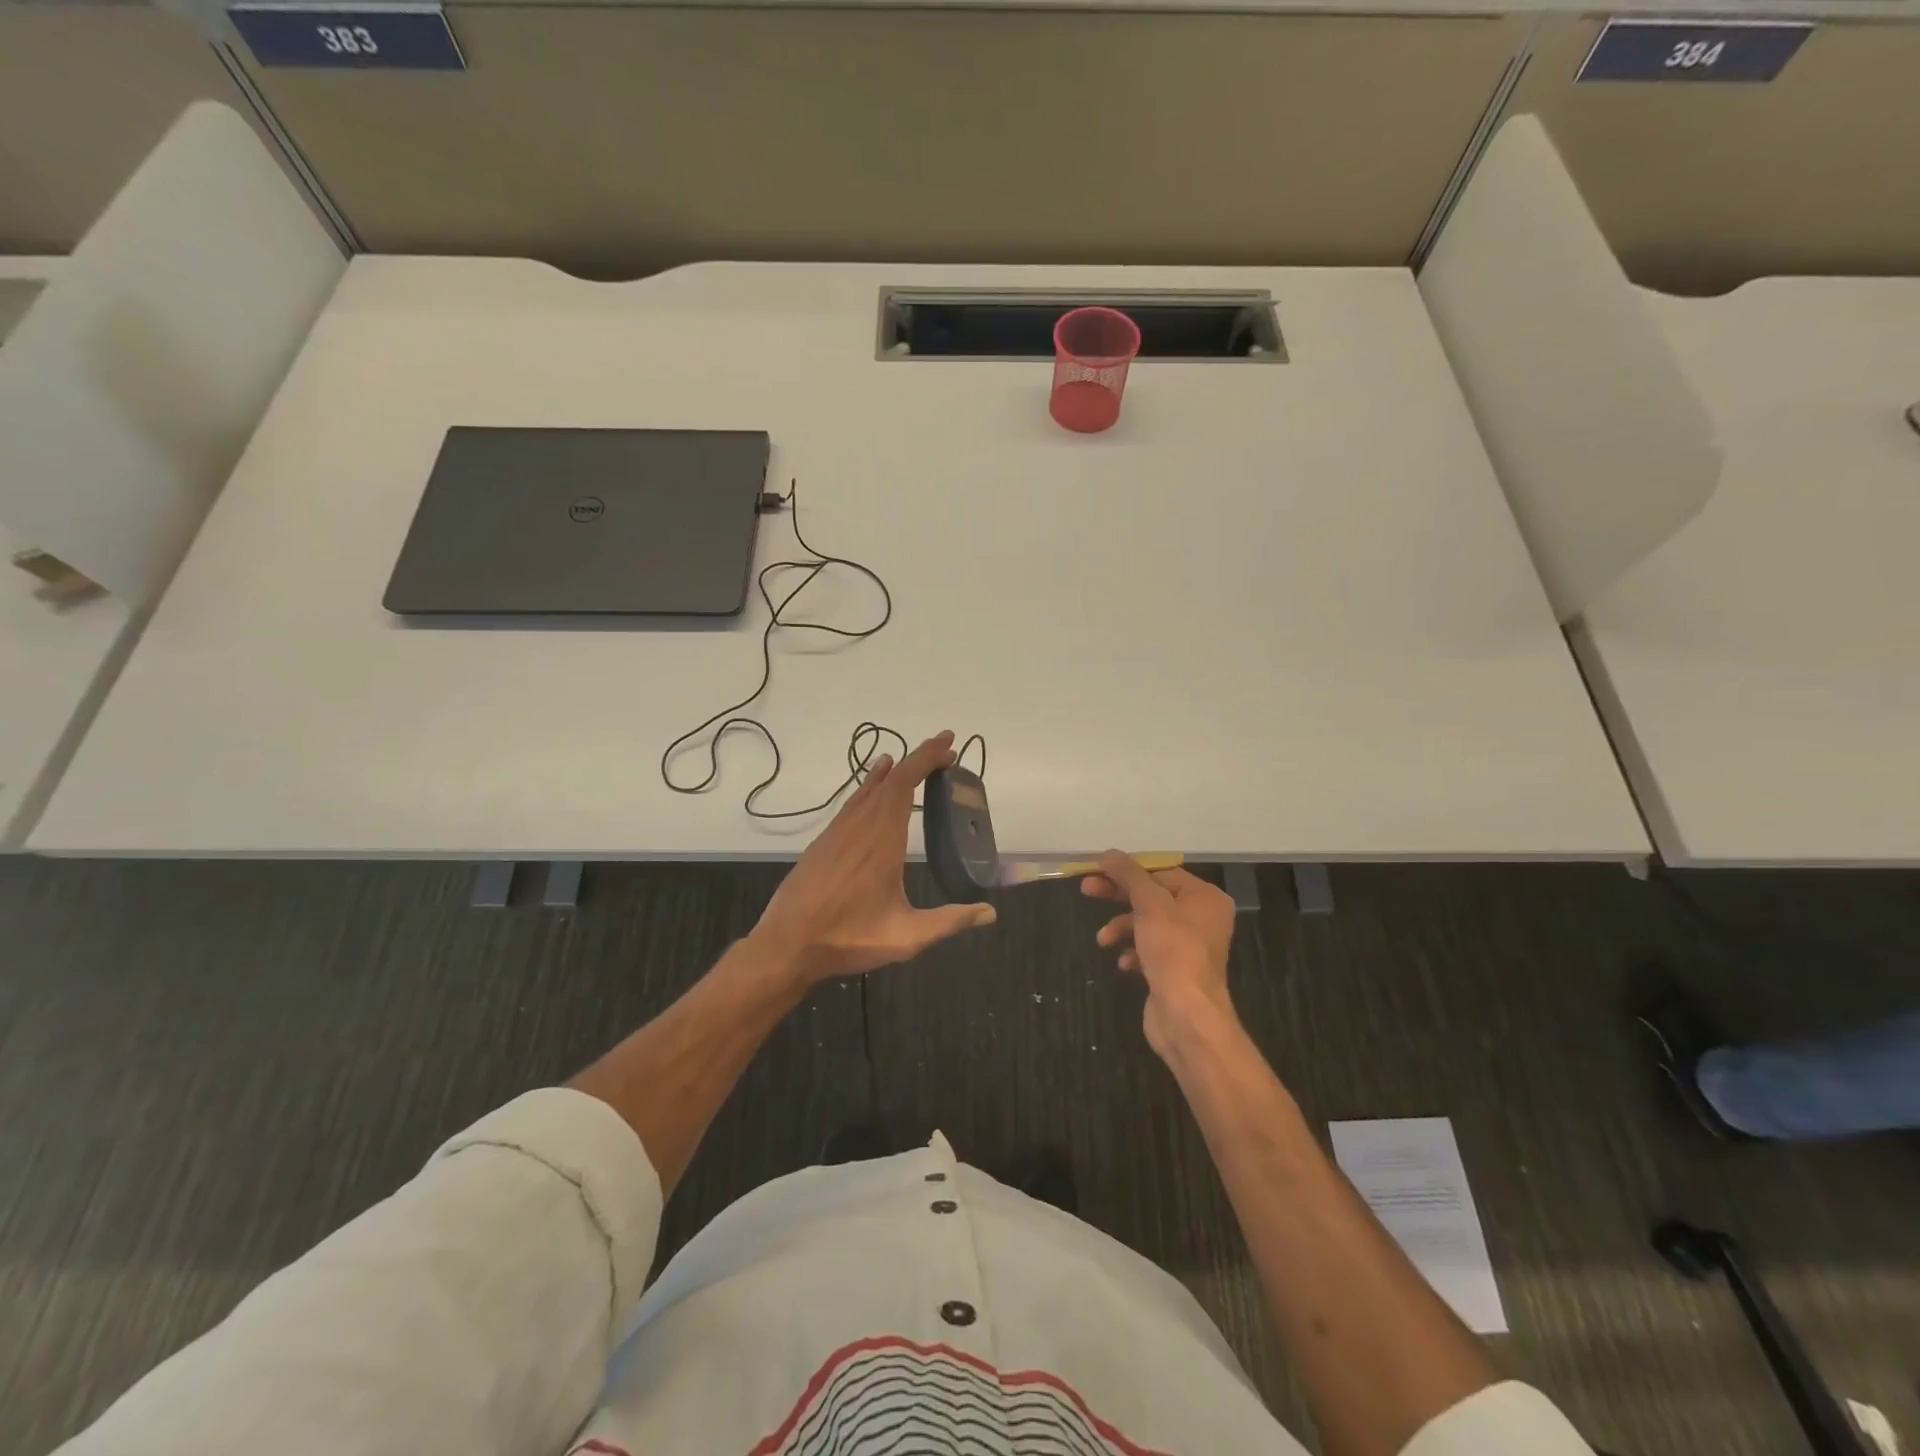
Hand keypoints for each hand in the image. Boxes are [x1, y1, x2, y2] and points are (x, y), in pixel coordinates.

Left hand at [753, 730, 997, 982]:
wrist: (786, 944)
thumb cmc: (849, 938)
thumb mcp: (906, 936)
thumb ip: (949, 921)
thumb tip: (990, 912)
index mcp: (882, 839)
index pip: (904, 783)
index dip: (926, 758)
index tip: (948, 745)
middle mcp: (859, 825)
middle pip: (890, 778)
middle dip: (918, 759)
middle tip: (945, 751)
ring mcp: (838, 831)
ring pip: (869, 787)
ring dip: (895, 771)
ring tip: (916, 762)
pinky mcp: (825, 841)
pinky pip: (853, 801)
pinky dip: (871, 785)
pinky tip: (874, 785)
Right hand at [1083, 852, 1237, 1057]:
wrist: (1187, 1016)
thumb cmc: (1173, 951)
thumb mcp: (1149, 905)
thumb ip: (1128, 875)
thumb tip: (1108, 853)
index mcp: (1205, 898)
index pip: (1161, 872)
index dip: (1128, 870)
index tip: (1097, 870)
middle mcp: (1201, 918)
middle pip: (1152, 896)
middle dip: (1118, 896)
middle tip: (1086, 890)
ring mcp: (1189, 946)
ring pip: (1147, 924)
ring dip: (1121, 927)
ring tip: (1103, 940)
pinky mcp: (1176, 970)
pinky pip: (1149, 950)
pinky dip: (1133, 952)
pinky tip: (1124, 963)